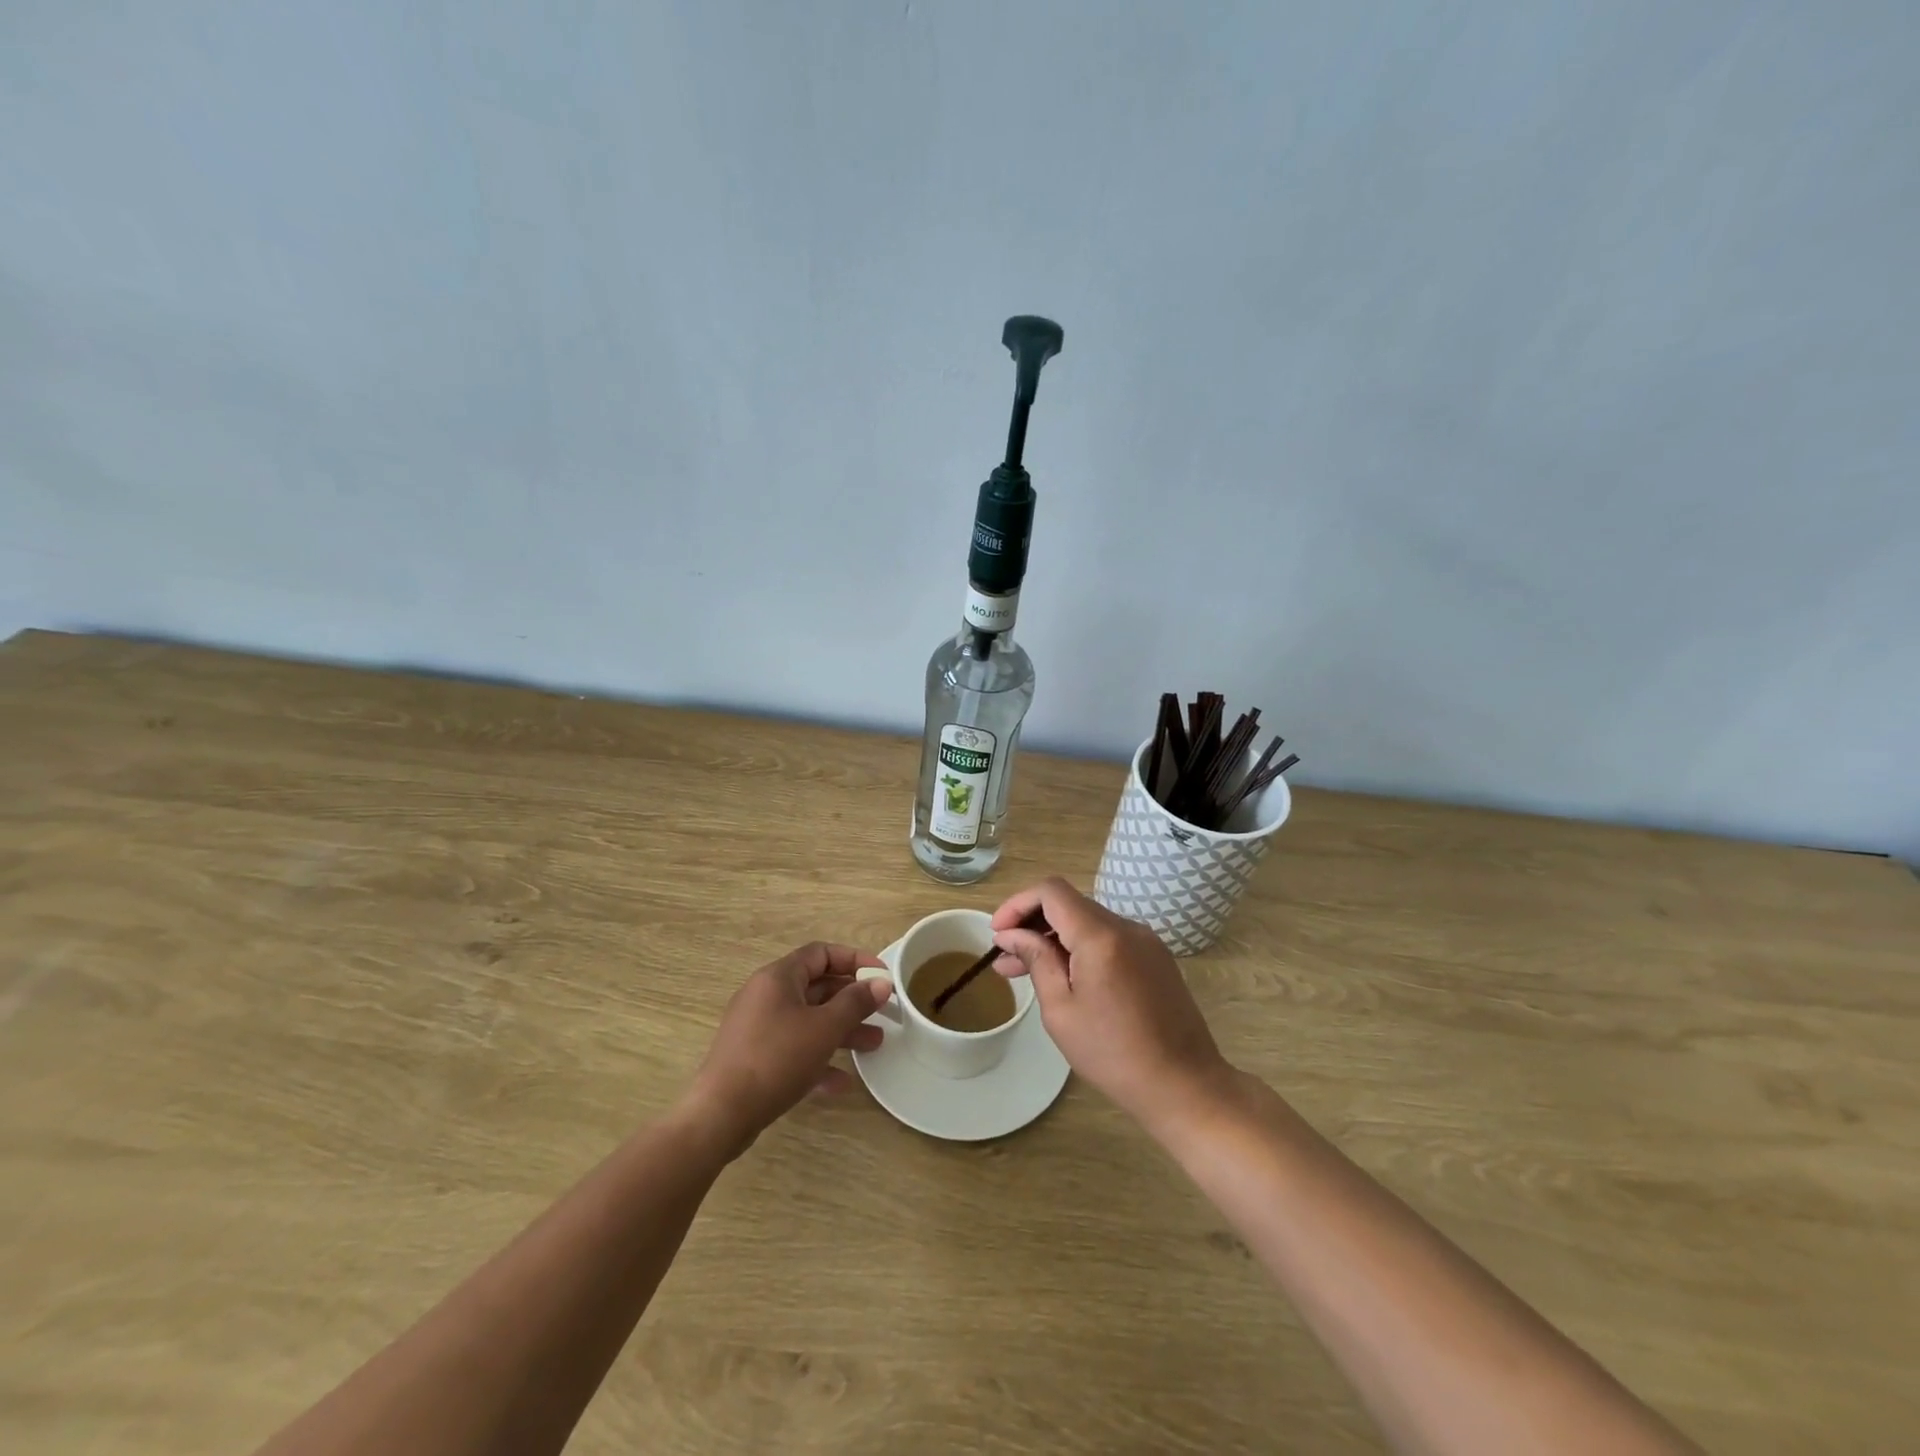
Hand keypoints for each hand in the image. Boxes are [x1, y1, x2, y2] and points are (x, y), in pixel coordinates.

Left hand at [684, 943, 892, 1154]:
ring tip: (874, 1045)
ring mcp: (758, 1028)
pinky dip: (818, 1058)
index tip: (881, 976)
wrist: (720, 1115)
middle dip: (852, 1001)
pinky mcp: (754, 1058)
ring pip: (808, 1020)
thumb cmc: (776, 1059)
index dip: (855, 959)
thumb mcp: (824, 1028)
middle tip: (883, 1013)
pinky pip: (794, 1048)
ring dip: (841, 1030)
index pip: (821, 953)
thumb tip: (882, 982)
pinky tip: (841, 1081)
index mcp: (778, 977)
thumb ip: (855, 1003)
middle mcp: (766, 995)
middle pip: (817, 987)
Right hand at [991, 878, 1232, 1130]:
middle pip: (1069, 905)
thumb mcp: (1061, 1010)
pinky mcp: (1156, 957)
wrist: (1185, 1085)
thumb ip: (1036, 961)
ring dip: (1055, 938)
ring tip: (1027, 971)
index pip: (1051, 892)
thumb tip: (1011, 934)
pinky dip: (1081, 948)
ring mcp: (1145, 941)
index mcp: (1101, 936)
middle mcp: (1126, 927)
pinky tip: (1066, 978)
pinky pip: (1109, 939)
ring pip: (1088, 922)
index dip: (1018, 904)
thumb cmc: (1114, 1054)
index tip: (998, 933)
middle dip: (1032, 924)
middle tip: (1005, 960)